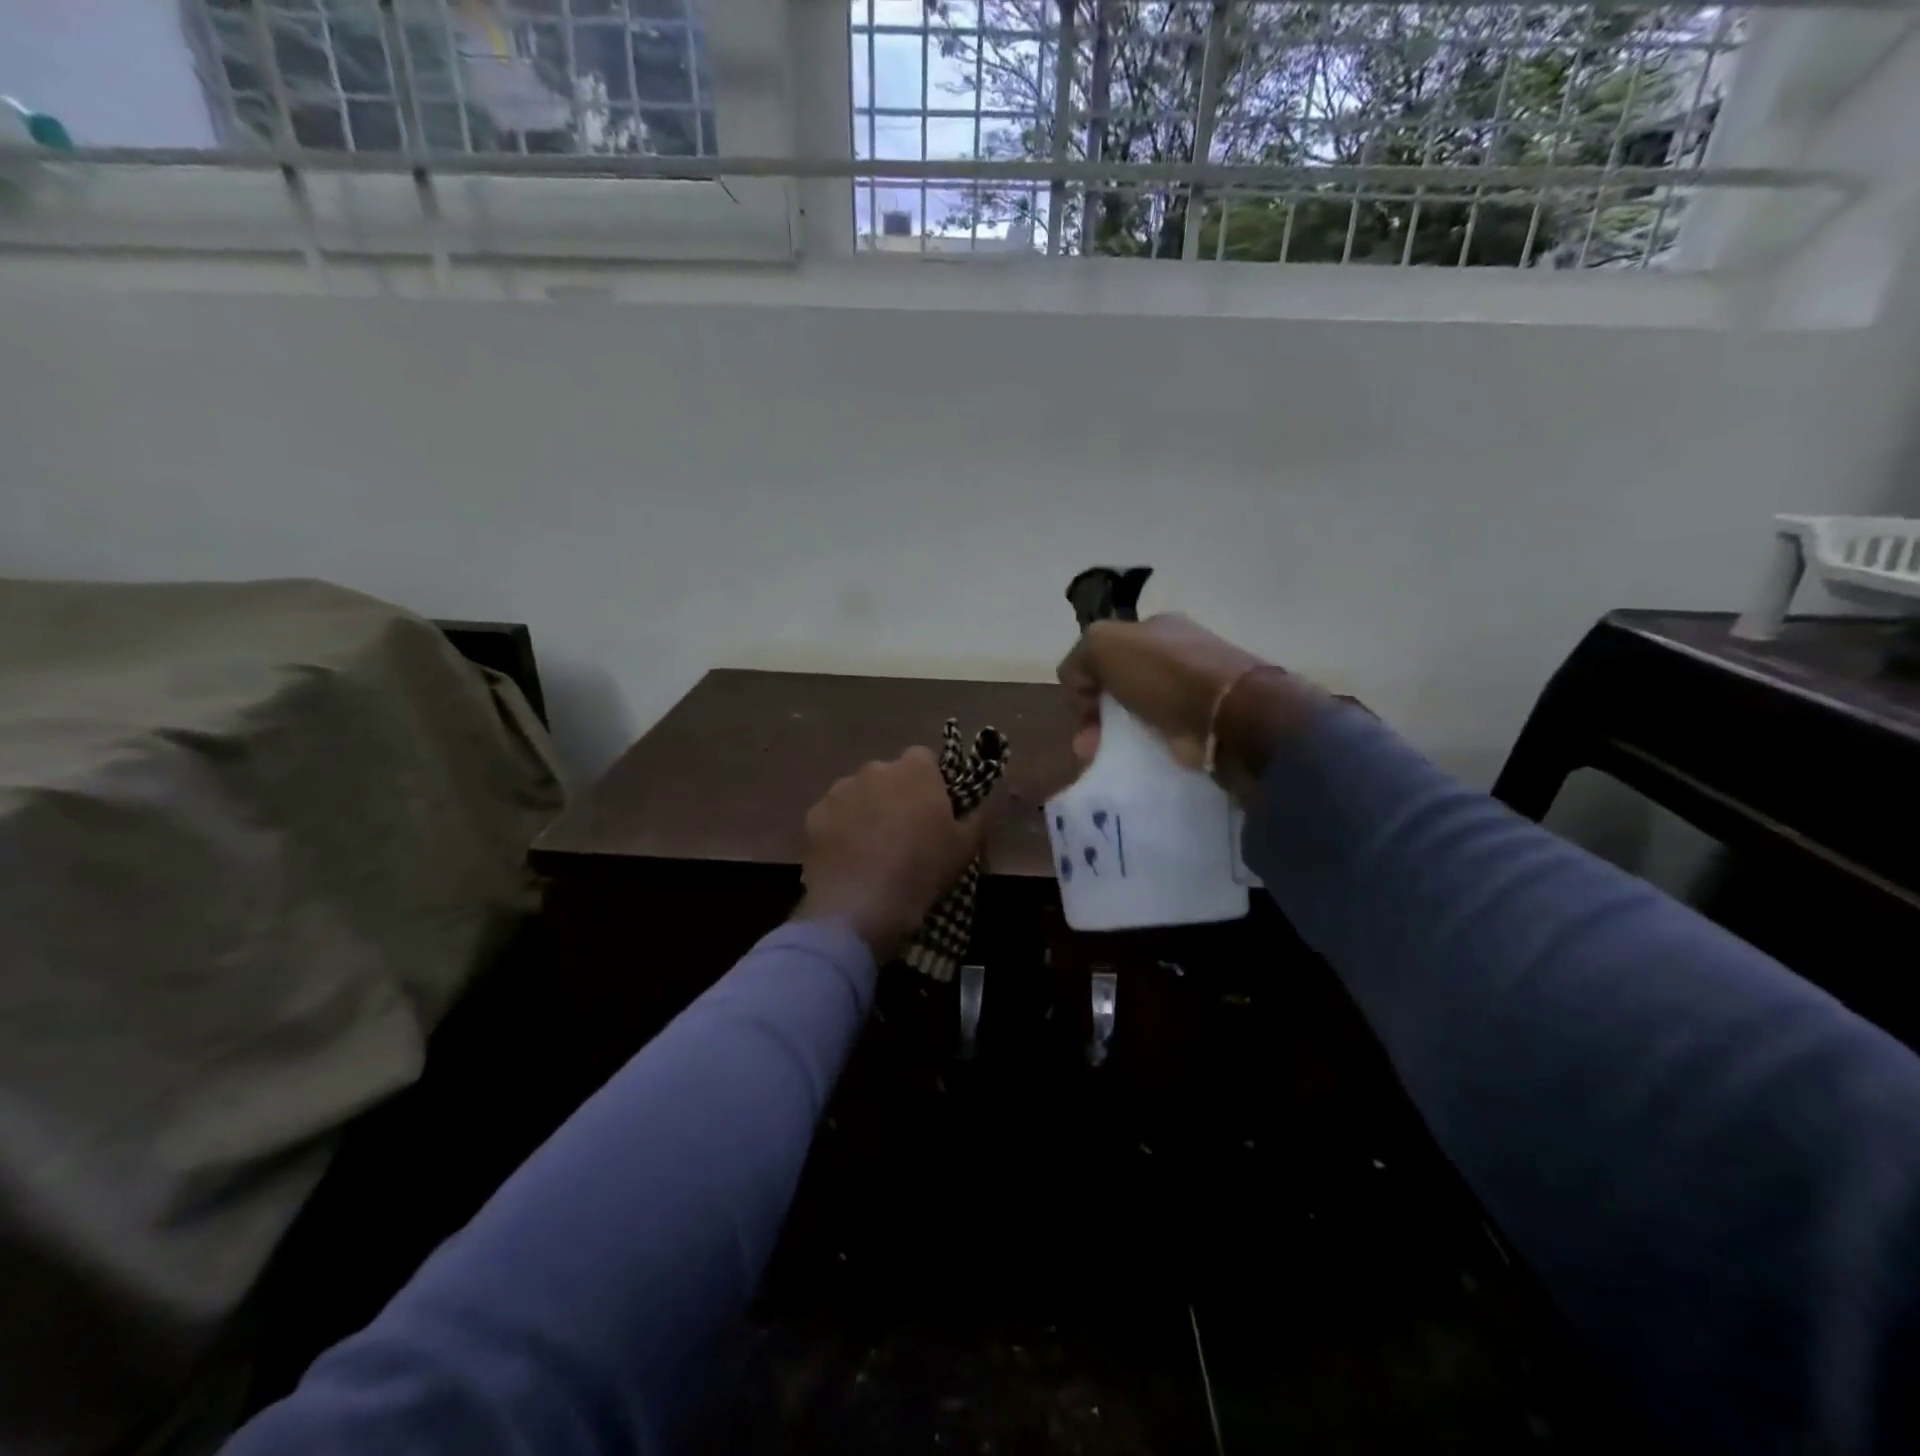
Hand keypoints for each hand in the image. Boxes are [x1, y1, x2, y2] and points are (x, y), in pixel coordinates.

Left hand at [794, 747, 993, 962]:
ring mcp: (839, 791)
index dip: (929, 782)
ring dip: (865, 811)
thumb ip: (974, 818)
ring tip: (870, 850)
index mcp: (915, 770)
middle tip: (902, 832)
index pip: (924, 759)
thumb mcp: (966, 848)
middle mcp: (874, 769)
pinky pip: (832, 817)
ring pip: (857, 794)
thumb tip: (976, 807)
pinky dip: (839, 831)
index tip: (932, 809)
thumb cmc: (922, 870)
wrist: (861, 906)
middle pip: (888, 776)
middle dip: (894, 795)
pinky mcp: (813, 816)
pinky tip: (846, 860)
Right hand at [1057, 614, 1315, 790]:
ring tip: (1105, 761)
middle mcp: (1176, 654)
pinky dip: (1145, 752)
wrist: (1230, 714)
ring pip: (1139, 715)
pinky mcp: (1205, 725)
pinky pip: (1162, 738)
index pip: (1107, 652)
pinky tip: (1136, 765)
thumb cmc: (1164, 674)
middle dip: (1097, 716)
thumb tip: (1079, 685)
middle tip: (1088, 745)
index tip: (1081, 710)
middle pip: (1121, 686)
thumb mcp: (1102, 646)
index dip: (1086, 681)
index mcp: (1156, 627)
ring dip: (1116, 739)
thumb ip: (1079, 659)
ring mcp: (1195, 690)